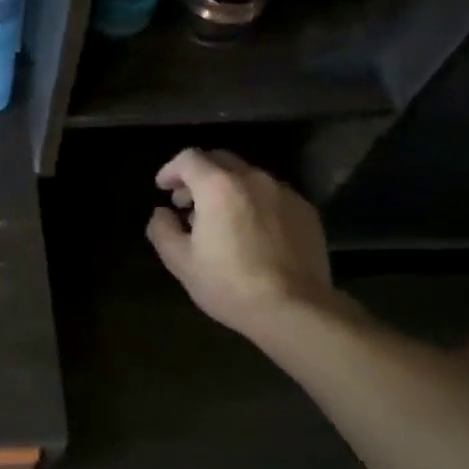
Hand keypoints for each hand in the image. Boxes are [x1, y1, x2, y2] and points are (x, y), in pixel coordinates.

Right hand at [146, 149, 338, 335]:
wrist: (296, 310)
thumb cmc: (230, 284)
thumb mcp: (180, 261)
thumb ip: (162, 229)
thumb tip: (163, 213)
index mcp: (218, 186)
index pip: (189, 158)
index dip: (171, 170)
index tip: (163, 188)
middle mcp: (253, 179)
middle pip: (220, 160)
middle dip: (199, 175)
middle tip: (187, 202)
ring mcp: (284, 193)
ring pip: (248, 177)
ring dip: (227, 189)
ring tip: (220, 219)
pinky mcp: (306, 211)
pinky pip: (272, 195)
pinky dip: (253, 202)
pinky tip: (251, 232)